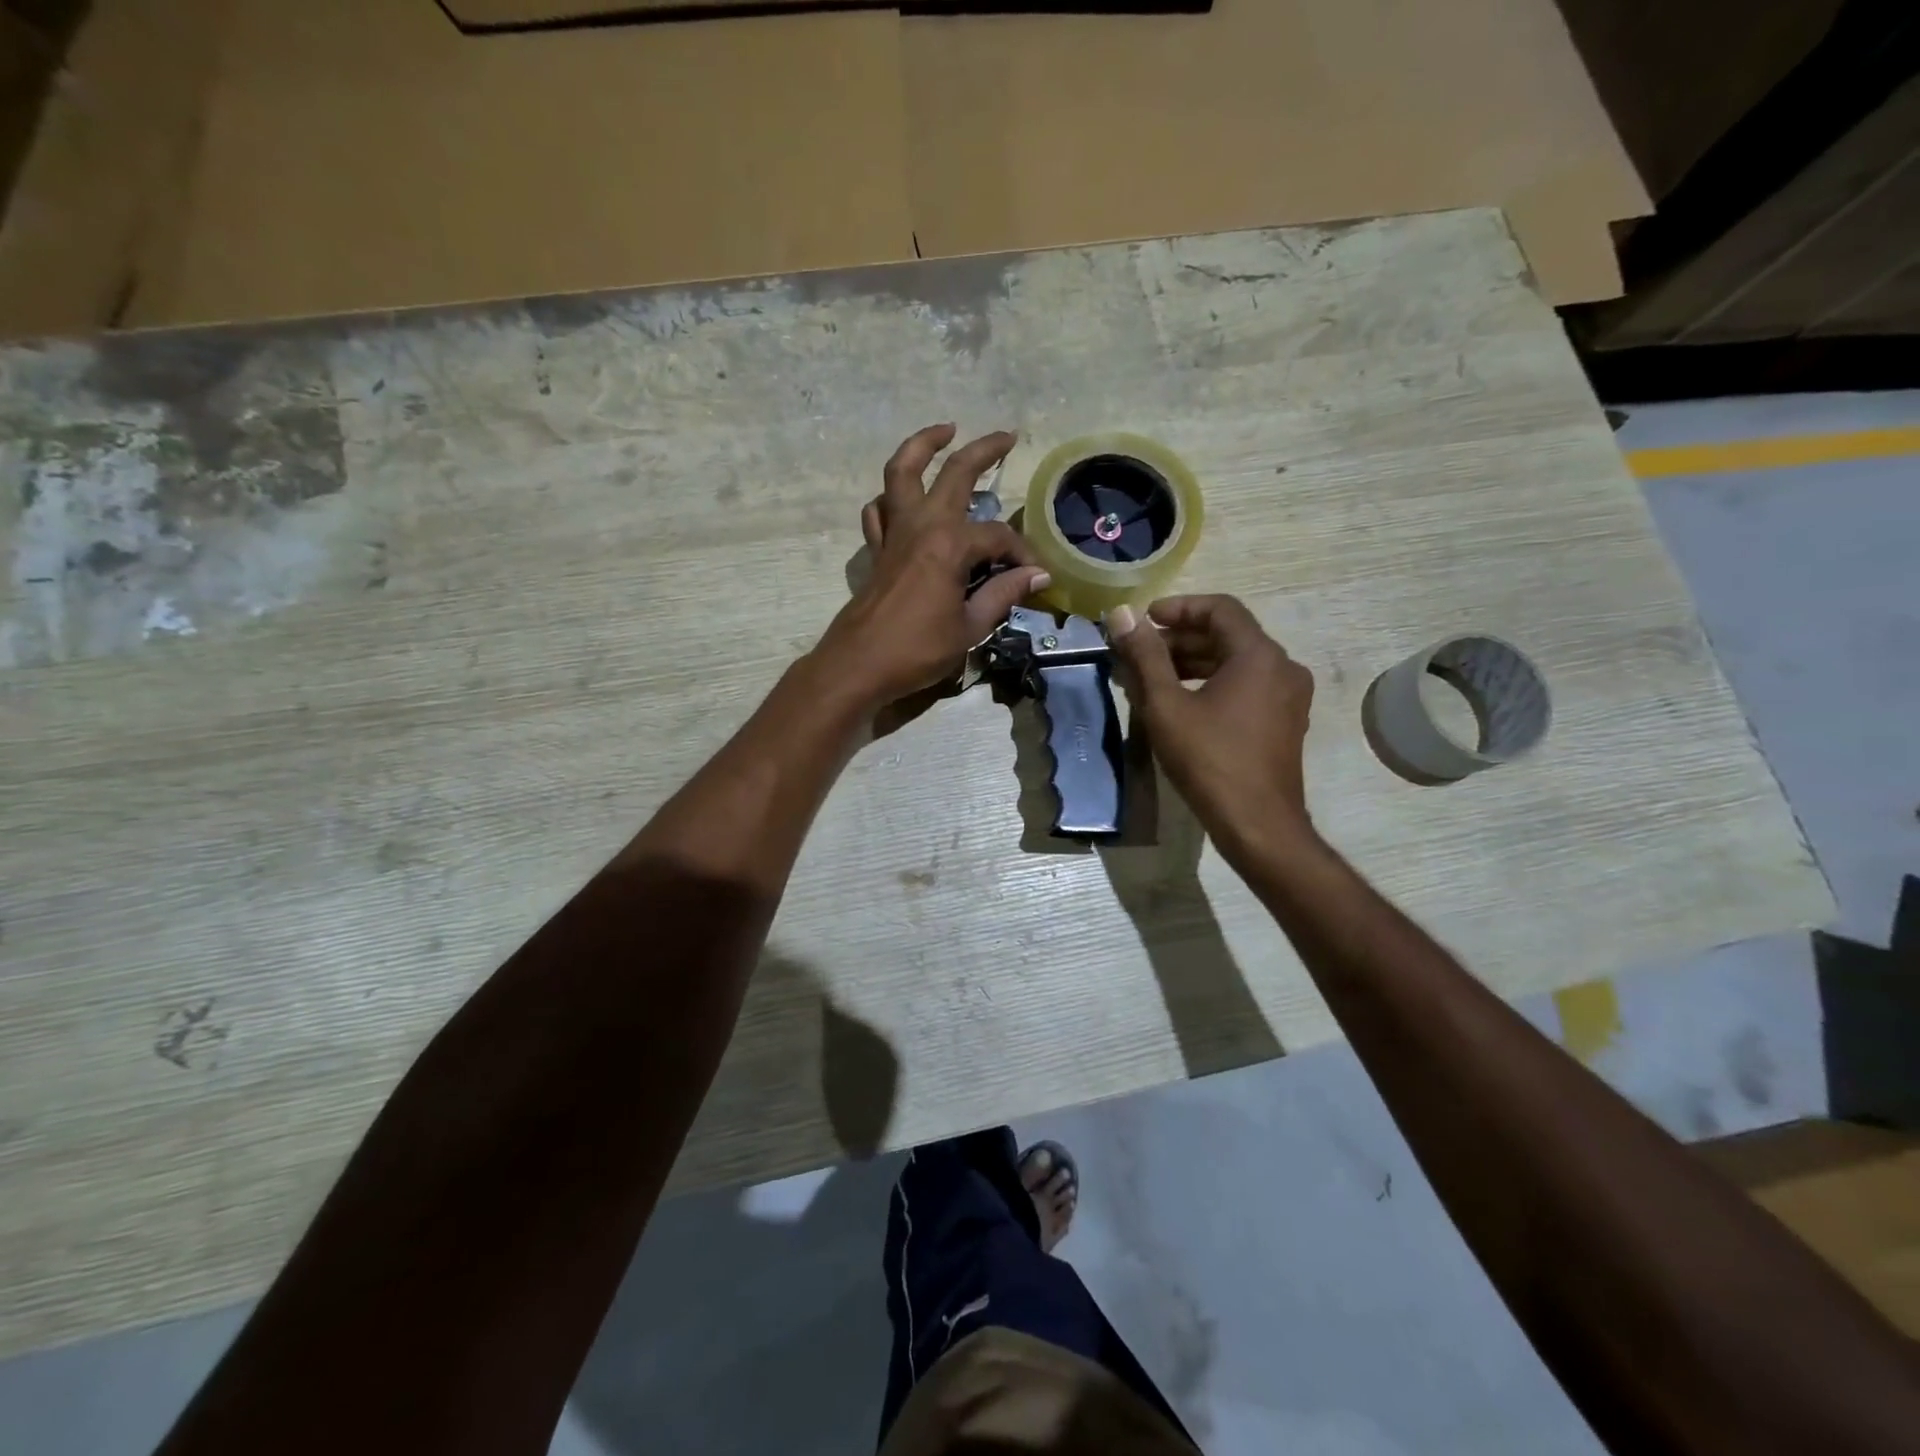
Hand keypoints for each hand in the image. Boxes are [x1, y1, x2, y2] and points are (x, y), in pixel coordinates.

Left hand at [812, 424, 1050, 715]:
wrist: (859, 665)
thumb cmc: (918, 650)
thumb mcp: (970, 627)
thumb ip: (1002, 594)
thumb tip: (1037, 575)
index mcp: (950, 545)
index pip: (998, 537)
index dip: (1021, 554)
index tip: (1034, 575)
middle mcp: (921, 526)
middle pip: (954, 473)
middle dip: (983, 450)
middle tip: (1006, 436)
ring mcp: (894, 533)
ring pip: (902, 472)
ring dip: (922, 446)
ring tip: (944, 432)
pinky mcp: (877, 549)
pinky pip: (880, 509)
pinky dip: (891, 496)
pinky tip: (903, 498)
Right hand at [1107, 595, 1315, 850]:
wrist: (1257, 824)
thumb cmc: (1209, 760)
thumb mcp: (1166, 706)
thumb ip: (1144, 656)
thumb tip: (1122, 615)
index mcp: (1259, 655)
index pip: (1220, 609)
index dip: (1178, 608)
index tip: (1144, 620)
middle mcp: (1282, 667)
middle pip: (1227, 635)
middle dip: (1179, 640)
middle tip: (1137, 653)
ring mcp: (1288, 696)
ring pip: (1235, 663)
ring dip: (1192, 663)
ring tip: (1149, 679)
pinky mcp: (1283, 721)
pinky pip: (1246, 686)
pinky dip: (1212, 684)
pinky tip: (1179, 703)